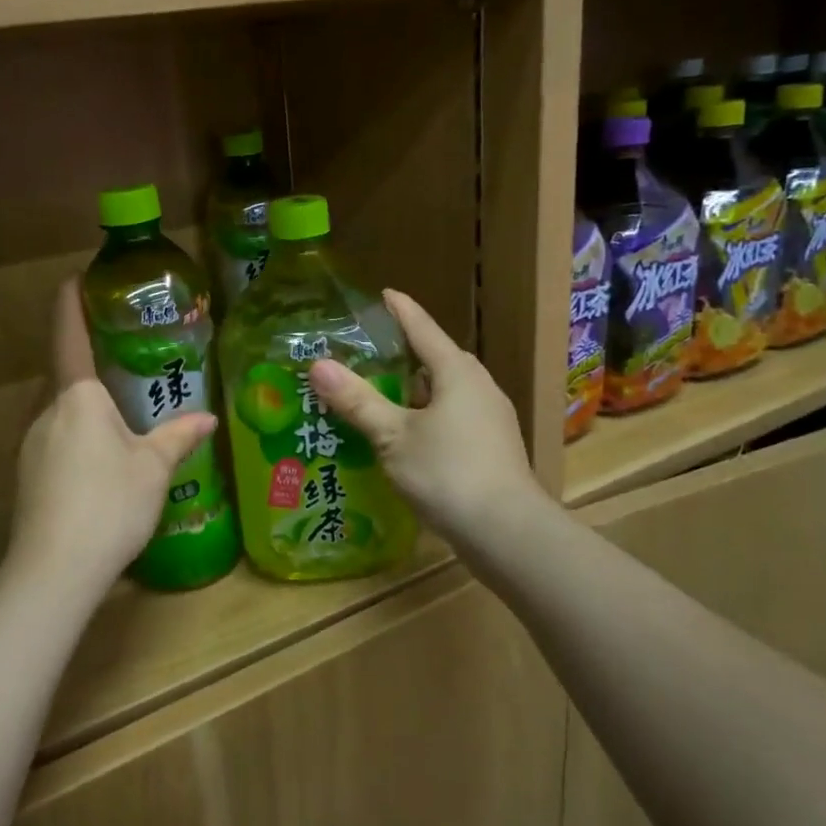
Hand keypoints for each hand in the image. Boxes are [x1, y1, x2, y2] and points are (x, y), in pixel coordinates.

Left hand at [7, 279, 216, 592]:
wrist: (54, 570)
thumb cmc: (109, 503)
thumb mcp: (154, 468)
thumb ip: (179, 437)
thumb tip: (208, 418)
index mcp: (77, 397)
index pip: (68, 335)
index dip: (71, 303)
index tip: (76, 278)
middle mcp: (46, 412)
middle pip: (65, 376)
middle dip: (90, 363)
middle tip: (125, 360)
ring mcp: (30, 446)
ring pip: (60, 412)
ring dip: (85, 406)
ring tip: (121, 415)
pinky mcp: (27, 476)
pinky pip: (55, 440)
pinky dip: (77, 437)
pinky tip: (101, 463)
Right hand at [309, 290, 538, 548]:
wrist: (507, 532)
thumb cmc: (447, 473)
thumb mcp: (393, 436)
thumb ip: (357, 400)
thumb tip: (318, 364)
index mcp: (456, 372)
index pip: (423, 328)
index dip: (400, 310)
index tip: (383, 293)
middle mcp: (478, 386)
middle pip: (436, 359)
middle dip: (403, 354)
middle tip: (365, 353)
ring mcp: (490, 418)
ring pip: (445, 391)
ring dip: (413, 390)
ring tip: (377, 395)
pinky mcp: (491, 446)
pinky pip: (452, 417)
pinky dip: (425, 416)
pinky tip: (404, 435)